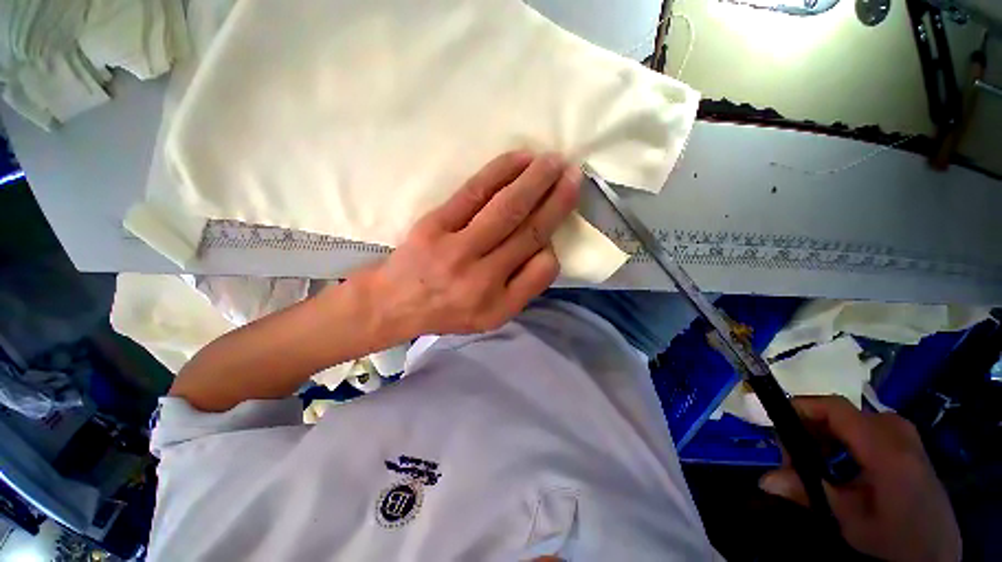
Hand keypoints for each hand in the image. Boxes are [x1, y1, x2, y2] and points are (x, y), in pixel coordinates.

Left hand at [356, 151, 580, 340]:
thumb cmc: (450, 310)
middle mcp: (480, 275)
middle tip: (574, 174)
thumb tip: (547, 250)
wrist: (396, 301)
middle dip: (556, 200)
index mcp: (496, 302)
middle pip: (527, 231)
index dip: (554, 243)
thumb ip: (525, 288)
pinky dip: (500, 172)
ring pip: (505, 208)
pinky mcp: (436, 222)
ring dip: (534, 181)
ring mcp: (456, 246)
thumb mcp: (493, 316)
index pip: (540, 269)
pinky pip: (474, 191)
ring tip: (553, 162)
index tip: (558, 221)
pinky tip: (520, 159)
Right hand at [759, 396, 960, 561]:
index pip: (836, 408)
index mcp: (887, 449)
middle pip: (840, 413)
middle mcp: (897, 432)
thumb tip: (764, 481)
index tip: (776, 424)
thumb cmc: (894, 539)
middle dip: (810, 429)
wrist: (935, 552)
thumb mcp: (849, 521)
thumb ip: (808, 493)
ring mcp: (905, 435)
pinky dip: (843, 441)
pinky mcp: (907, 442)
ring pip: (851, 420)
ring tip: (815, 465)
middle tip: (795, 458)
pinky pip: (865, 428)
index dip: (801, 407)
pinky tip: (839, 466)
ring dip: (825, 436)